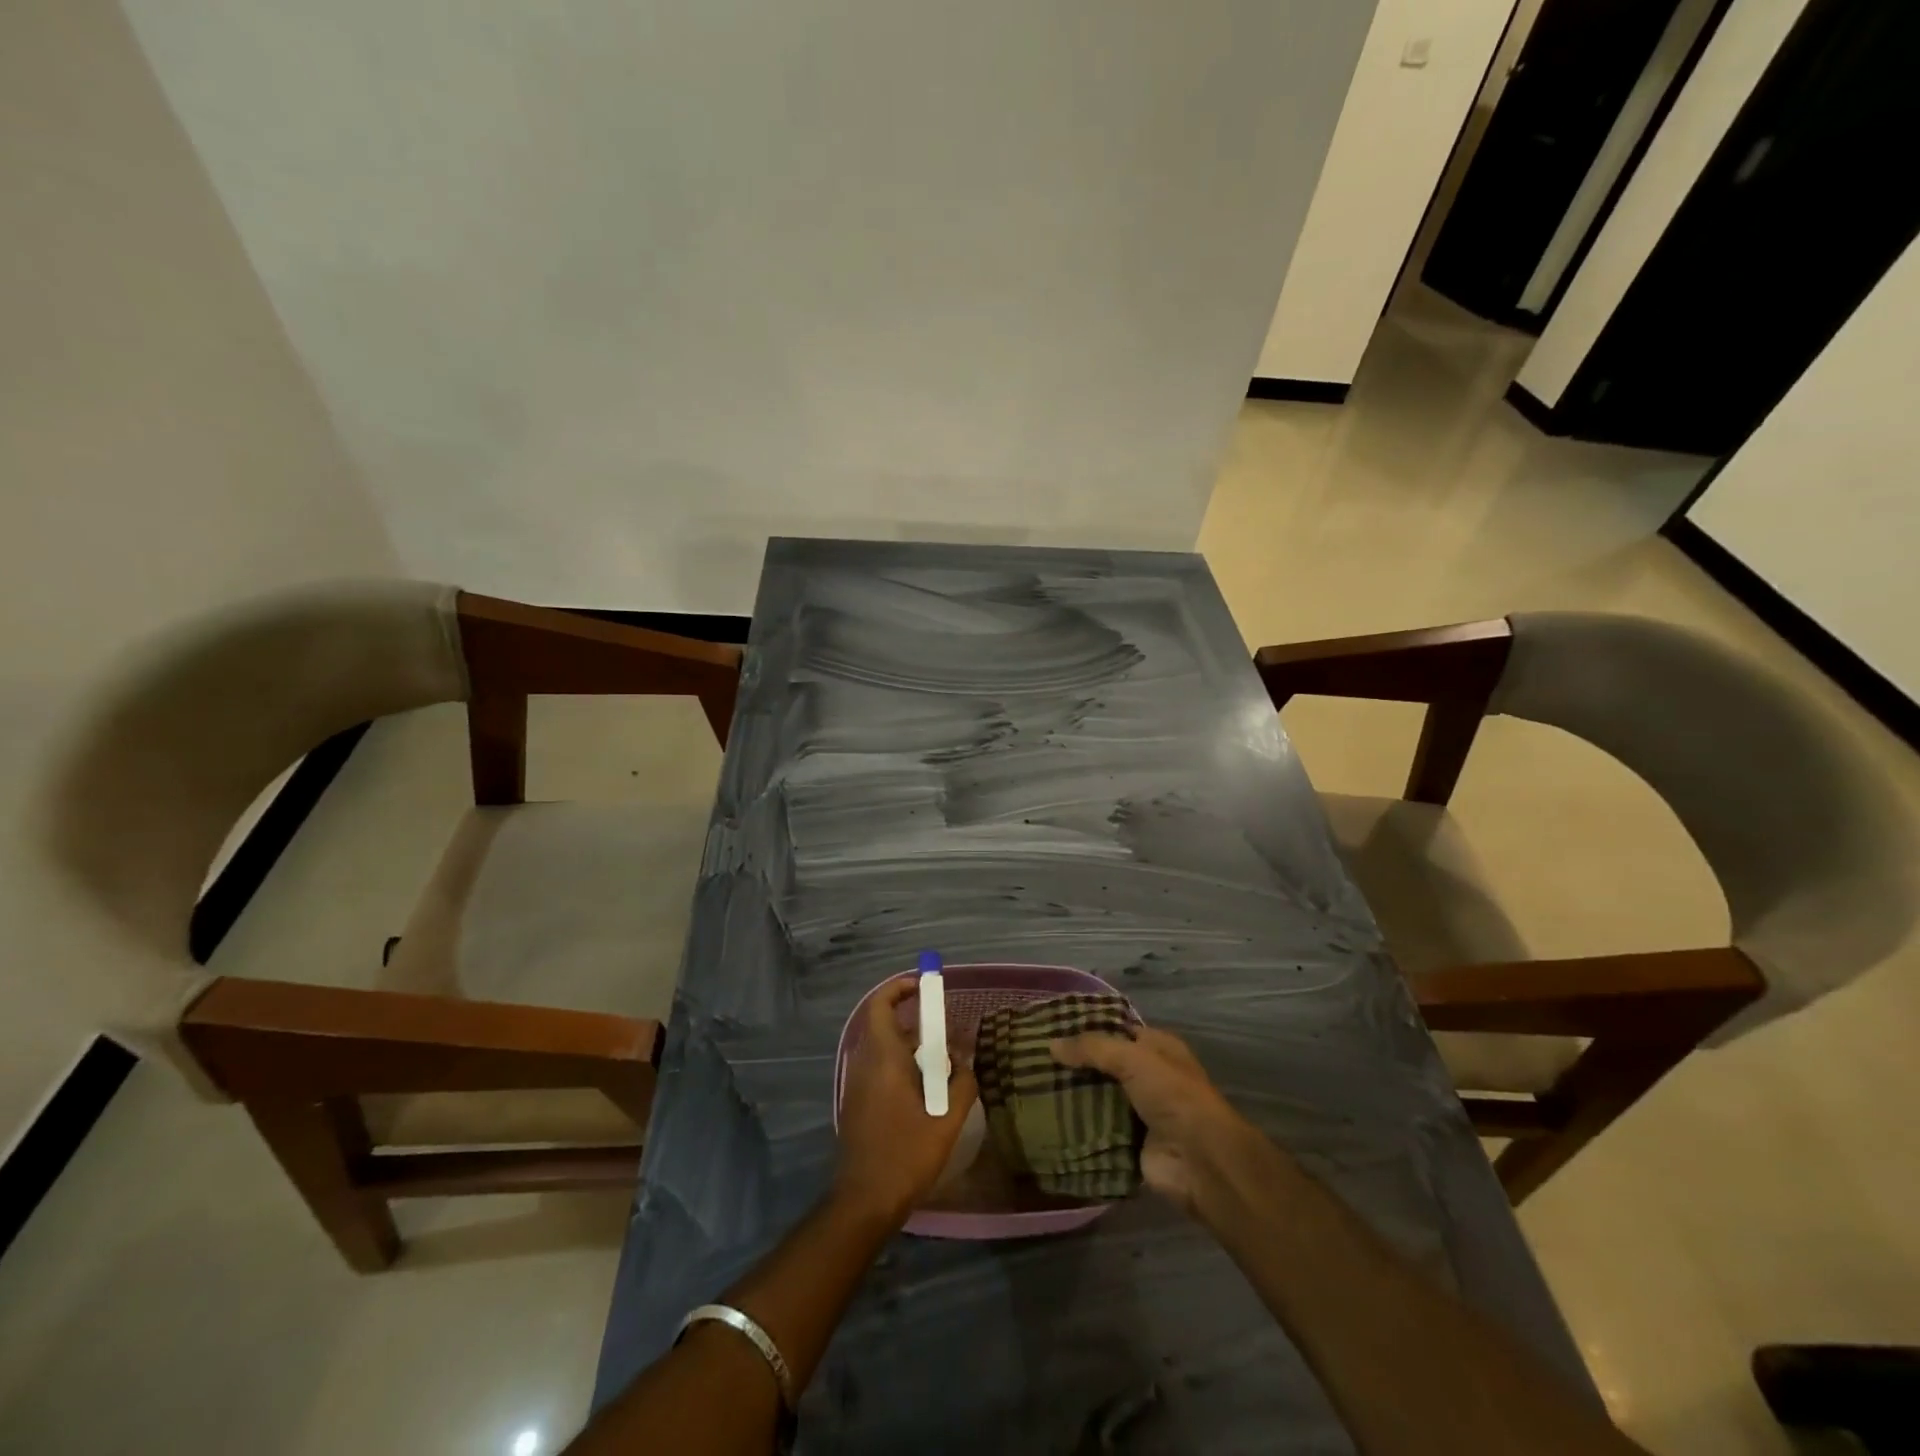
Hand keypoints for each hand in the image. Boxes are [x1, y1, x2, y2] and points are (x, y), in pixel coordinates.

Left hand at [834, 976, 978, 1226]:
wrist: (864, 1202)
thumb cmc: (905, 1155)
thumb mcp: (946, 1121)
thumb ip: (961, 1085)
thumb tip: (965, 1062)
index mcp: (883, 1059)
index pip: (881, 1005)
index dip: (899, 989)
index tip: (924, 986)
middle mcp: (864, 1064)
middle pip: (884, 1026)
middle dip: (914, 1022)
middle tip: (944, 1031)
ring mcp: (857, 1085)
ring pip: (882, 1049)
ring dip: (909, 1047)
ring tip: (941, 1064)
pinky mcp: (857, 1103)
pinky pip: (878, 1069)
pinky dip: (900, 1066)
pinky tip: (924, 1091)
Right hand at [1050, 1025, 1259, 1216]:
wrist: (1200, 1160)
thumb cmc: (1172, 1095)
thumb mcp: (1133, 1058)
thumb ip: (1092, 1049)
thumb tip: (1051, 1044)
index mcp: (1157, 1047)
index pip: (1117, 1030)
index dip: (1088, 1028)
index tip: (1052, 1028)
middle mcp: (1149, 1076)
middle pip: (1105, 1065)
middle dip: (1076, 1064)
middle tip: (1034, 1060)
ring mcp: (1139, 1111)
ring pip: (1099, 1098)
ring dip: (1074, 1096)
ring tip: (1033, 1088)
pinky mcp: (1129, 1143)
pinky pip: (1097, 1130)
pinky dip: (1078, 1128)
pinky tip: (1047, 1121)